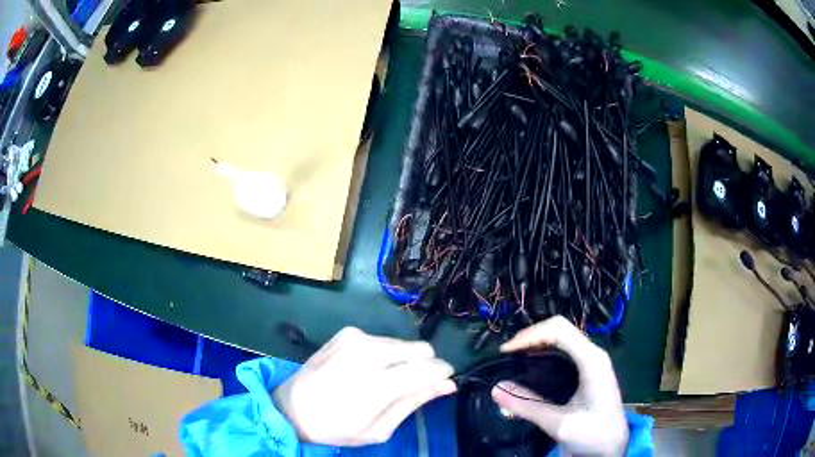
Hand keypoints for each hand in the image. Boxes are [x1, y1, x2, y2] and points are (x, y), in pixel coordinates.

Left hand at [272, 327, 456, 445]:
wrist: (291, 406)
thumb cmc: (335, 427)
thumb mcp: (378, 429)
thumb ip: (414, 403)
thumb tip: (448, 384)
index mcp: (375, 384)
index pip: (428, 367)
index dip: (442, 374)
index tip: (444, 383)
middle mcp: (367, 352)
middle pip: (421, 348)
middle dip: (424, 366)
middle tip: (408, 388)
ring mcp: (355, 337)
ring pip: (404, 343)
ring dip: (403, 361)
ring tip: (383, 381)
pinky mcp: (347, 332)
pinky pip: (384, 340)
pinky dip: (385, 355)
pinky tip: (367, 370)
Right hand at [491, 316, 627, 455]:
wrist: (612, 447)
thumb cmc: (593, 434)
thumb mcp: (559, 424)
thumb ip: (528, 406)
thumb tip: (495, 389)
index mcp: (592, 360)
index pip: (559, 330)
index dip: (530, 335)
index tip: (505, 351)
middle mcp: (593, 354)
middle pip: (560, 329)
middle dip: (530, 337)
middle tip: (505, 355)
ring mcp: (592, 361)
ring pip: (561, 338)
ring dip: (536, 343)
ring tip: (513, 358)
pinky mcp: (588, 370)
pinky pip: (564, 350)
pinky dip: (543, 352)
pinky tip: (530, 365)